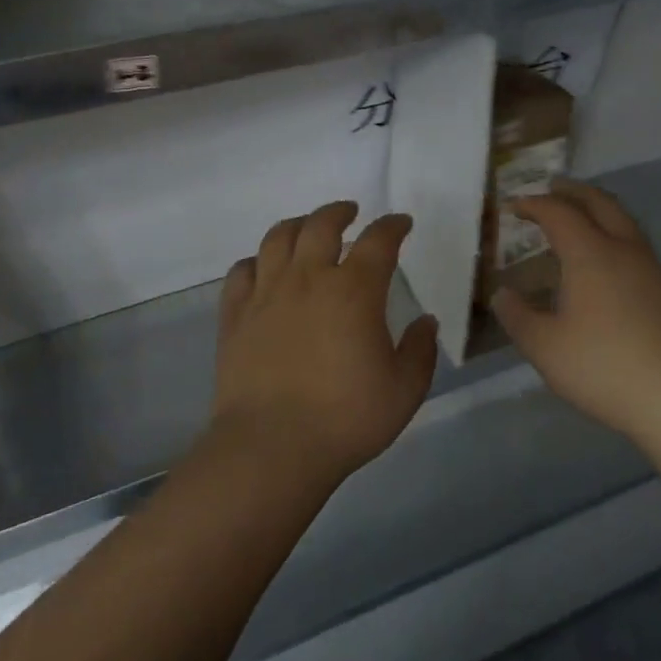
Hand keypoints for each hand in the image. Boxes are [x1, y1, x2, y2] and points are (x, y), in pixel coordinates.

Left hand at [211, 200, 438, 487]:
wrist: (272, 448)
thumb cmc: (346, 418)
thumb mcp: (404, 390)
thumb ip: (420, 351)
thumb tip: (425, 322)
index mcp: (354, 291)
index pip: (379, 241)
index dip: (393, 226)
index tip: (401, 223)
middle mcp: (308, 279)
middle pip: (321, 225)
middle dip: (339, 212)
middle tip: (350, 212)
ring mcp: (266, 294)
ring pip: (278, 238)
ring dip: (297, 225)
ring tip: (307, 228)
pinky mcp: (235, 316)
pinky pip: (241, 272)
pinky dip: (256, 261)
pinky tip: (263, 268)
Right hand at [491, 180, 660, 446]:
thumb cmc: (602, 366)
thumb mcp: (544, 347)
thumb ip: (517, 316)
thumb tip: (501, 294)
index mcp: (590, 254)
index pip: (558, 213)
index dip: (533, 204)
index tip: (513, 206)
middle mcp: (622, 249)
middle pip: (599, 203)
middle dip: (572, 192)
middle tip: (550, 189)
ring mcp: (650, 268)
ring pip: (622, 221)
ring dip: (597, 209)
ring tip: (578, 217)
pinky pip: (633, 243)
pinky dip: (612, 233)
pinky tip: (604, 259)